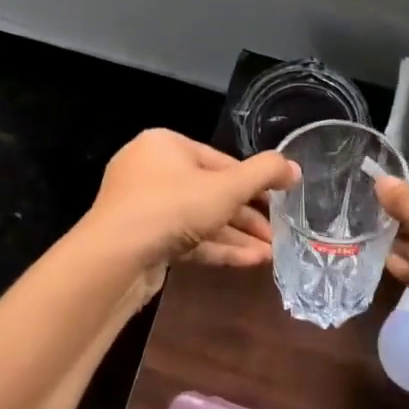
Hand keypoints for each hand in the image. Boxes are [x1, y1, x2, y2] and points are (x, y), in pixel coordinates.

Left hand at [83, 129, 299, 278]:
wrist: (113, 258)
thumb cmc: (172, 208)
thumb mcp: (227, 187)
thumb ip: (265, 173)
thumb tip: (294, 167)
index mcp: (166, 145)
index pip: (221, 160)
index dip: (255, 182)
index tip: (281, 201)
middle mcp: (152, 171)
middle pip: (211, 191)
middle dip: (248, 215)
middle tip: (278, 233)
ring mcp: (144, 208)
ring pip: (200, 219)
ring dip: (237, 236)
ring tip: (271, 254)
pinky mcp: (143, 240)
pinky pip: (186, 239)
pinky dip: (217, 248)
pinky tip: (250, 262)